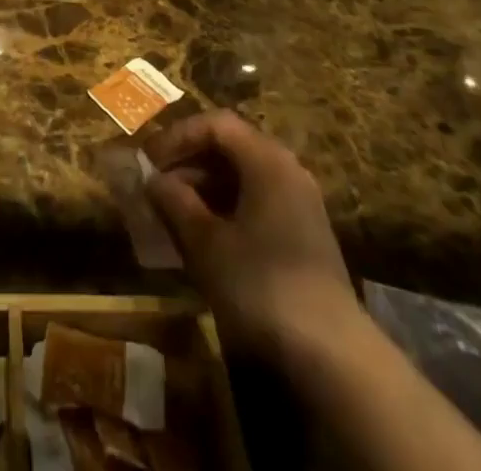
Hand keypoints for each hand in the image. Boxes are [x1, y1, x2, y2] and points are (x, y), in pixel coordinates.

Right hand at [143, 110, 359, 368]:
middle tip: (155, 185)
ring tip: (172, 213)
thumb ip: (174, 202)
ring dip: (204, 188)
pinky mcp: (303, 236)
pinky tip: (203, 238)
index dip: (177, 136)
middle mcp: (287, 170)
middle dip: (188, 162)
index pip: (215, 124)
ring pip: (242, 177)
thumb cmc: (261, 284)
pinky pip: (256, 203)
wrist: (332, 357)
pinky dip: (225, 209)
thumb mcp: (206, 243)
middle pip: (230, 147)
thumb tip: (152, 179)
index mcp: (266, 159)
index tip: (148, 161)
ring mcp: (299, 203)